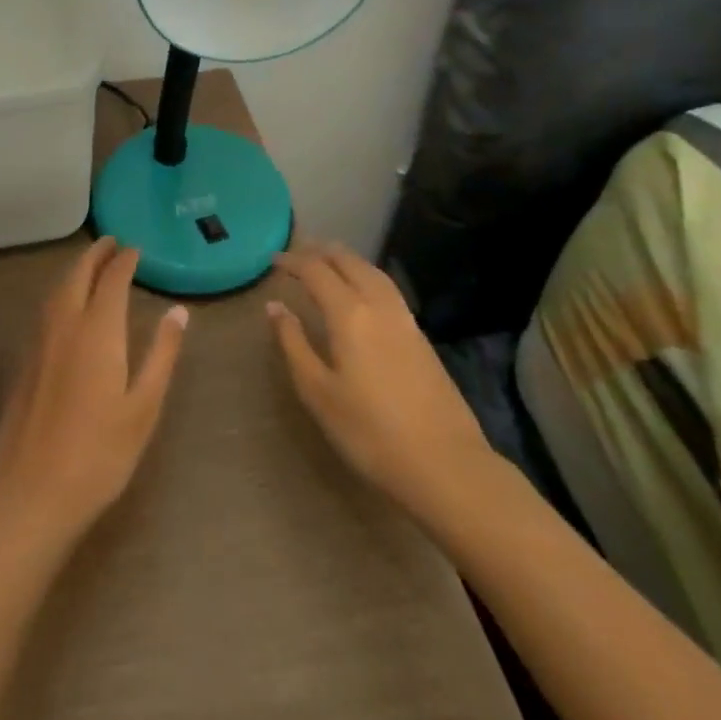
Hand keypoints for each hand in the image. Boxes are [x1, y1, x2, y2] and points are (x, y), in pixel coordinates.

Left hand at [0, 237, 188, 549]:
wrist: (32, 491)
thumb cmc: (99, 453)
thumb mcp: (144, 407)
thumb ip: (161, 354)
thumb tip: (179, 312)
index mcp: (98, 330)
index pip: (112, 279)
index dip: (125, 260)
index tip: (137, 250)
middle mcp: (65, 324)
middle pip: (78, 274)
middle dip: (95, 253)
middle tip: (111, 242)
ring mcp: (41, 341)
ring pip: (58, 289)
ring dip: (76, 269)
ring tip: (92, 264)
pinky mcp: (27, 360)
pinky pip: (46, 307)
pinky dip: (62, 291)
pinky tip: (68, 305)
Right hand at [267, 242, 494, 527]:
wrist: (447, 466)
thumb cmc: (370, 432)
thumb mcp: (318, 392)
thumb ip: (293, 343)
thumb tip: (275, 306)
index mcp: (349, 313)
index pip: (316, 270)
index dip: (293, 261)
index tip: (273, 261)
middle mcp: (378, 305)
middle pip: (349, 262)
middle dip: (321, 252)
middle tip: (297, 257)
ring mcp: (406, 320)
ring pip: (373, 272)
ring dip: (347, 260)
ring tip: (328, 264)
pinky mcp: (422, 338)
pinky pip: (388, 289)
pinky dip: (366, 277)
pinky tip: (362, 294)